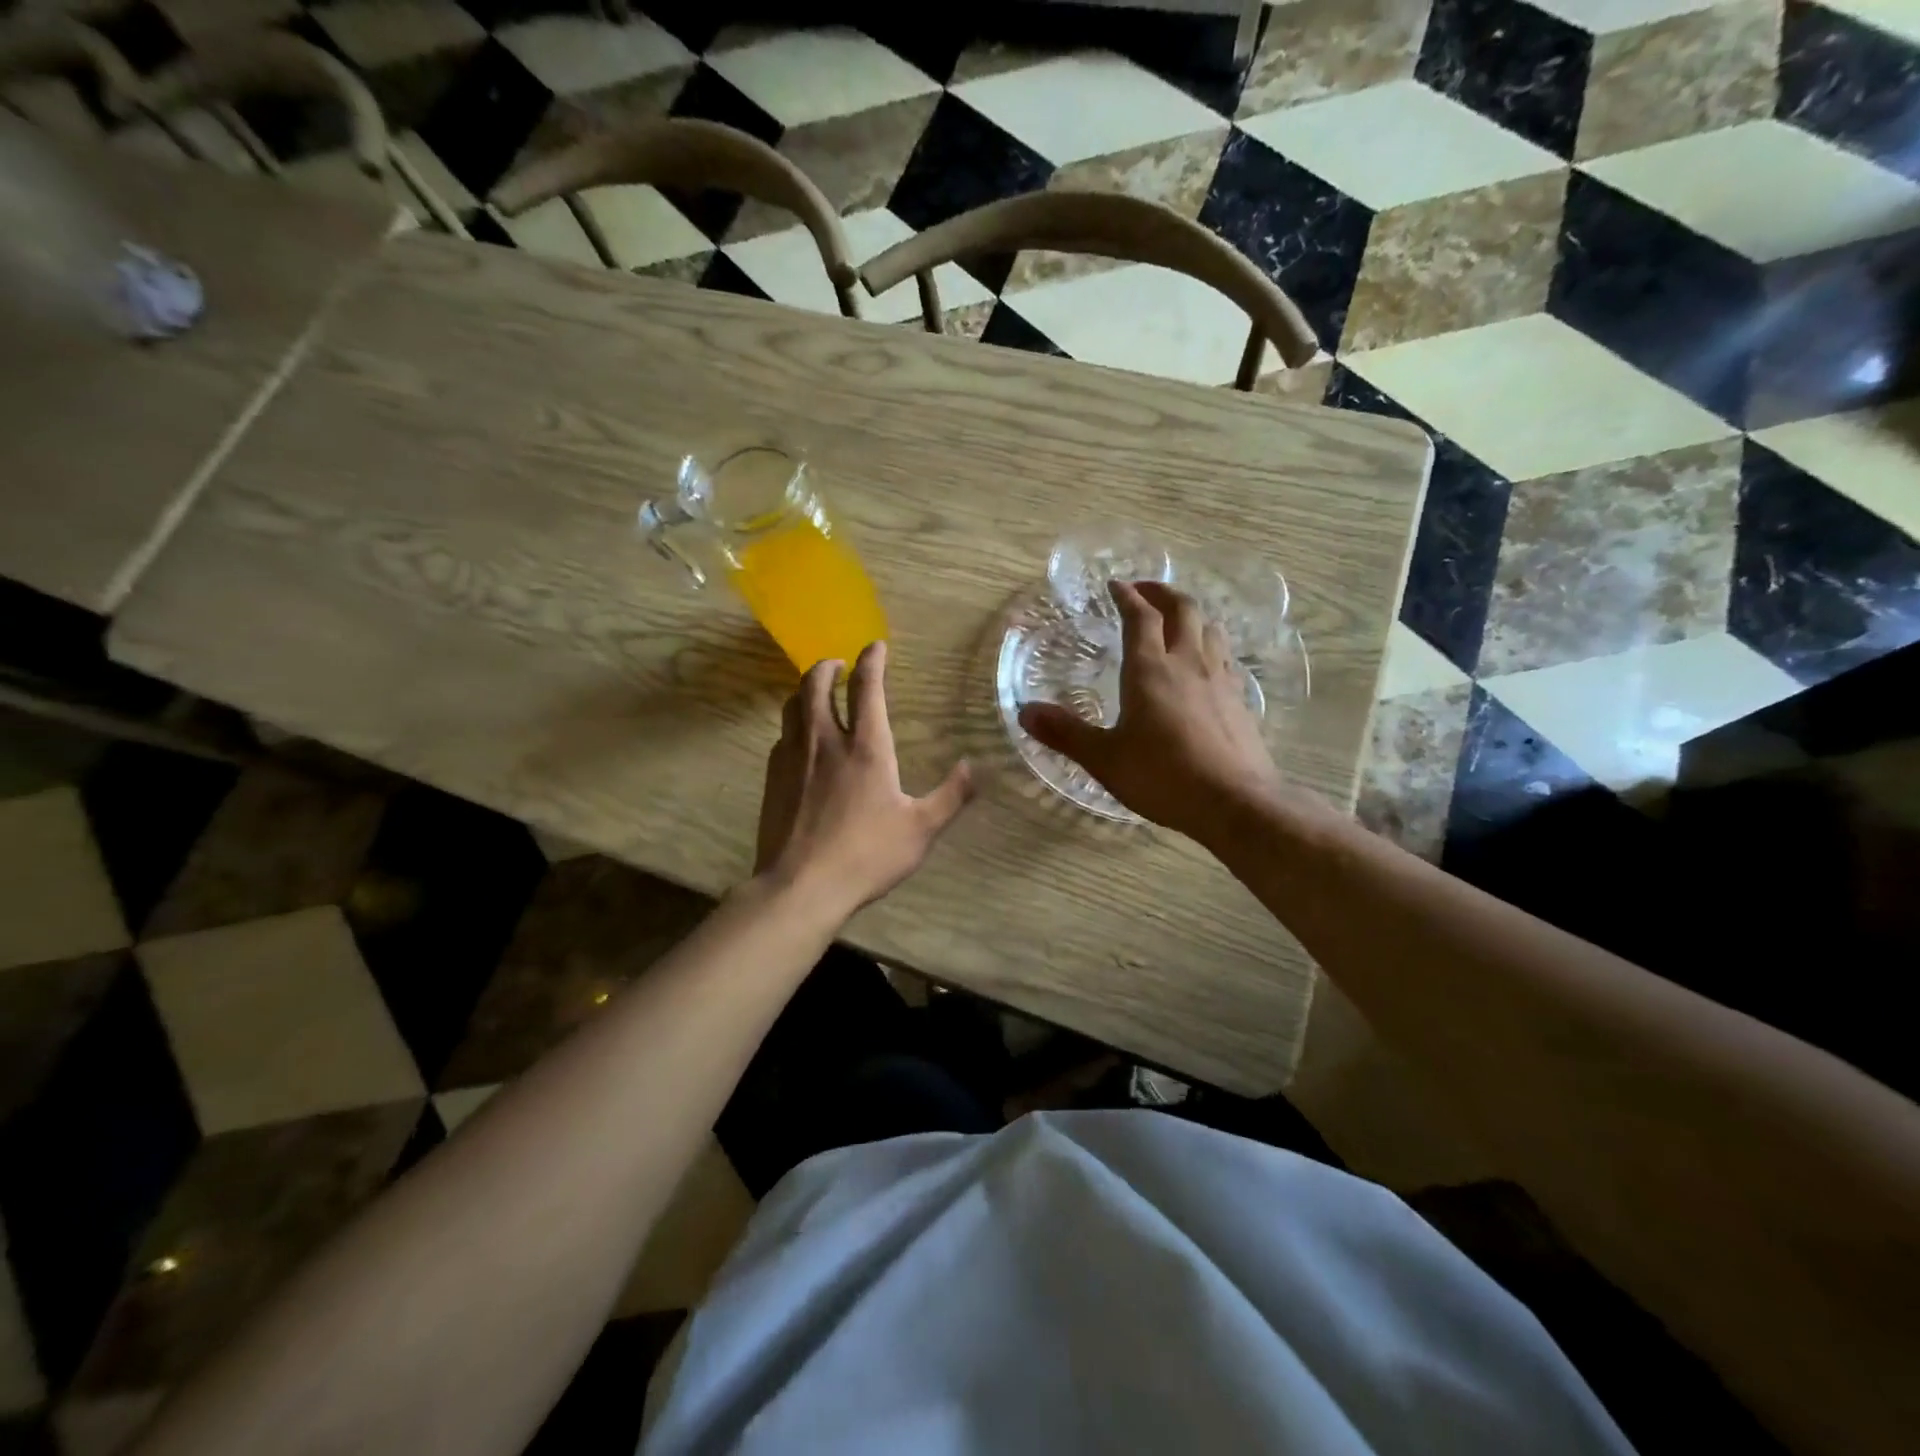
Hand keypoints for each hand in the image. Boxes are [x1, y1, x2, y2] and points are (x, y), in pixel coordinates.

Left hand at [755, 641, 973, 918]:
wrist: (801, 886)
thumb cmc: (866, 855)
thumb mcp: (920, 829)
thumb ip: (951, 796)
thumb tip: (974, 768)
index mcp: (866, 748)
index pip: (867, 688)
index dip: (871, 660)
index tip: (875, 645)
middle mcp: (825, 741)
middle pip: (816, 685)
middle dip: (827, 666)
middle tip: (837, 664)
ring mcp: (793, 758)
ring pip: (792, 706)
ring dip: (805, 690)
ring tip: (816, 691)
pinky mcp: (772, 779)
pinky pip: (782, 737)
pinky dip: (793, 725)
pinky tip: (800, 740)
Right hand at [1018, 581, 1284, 842]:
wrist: (1234, 802)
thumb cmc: (1162, 777)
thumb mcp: (1104, 759)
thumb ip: (1065, 733)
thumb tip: (1024, 712)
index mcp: (1149, 670)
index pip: (1140, 617)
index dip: (1127, 595)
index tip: (1115, 584)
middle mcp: (1187, 663)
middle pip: (1182, 609)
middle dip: (1162, 593)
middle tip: (1145, 591)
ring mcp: (1219, 679)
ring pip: (1210, 628)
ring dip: (1191, 615)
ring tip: (1176, 621)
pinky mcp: (1239, 700)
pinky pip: (1225, 656)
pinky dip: (1210, 645)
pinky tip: (1205, 664)